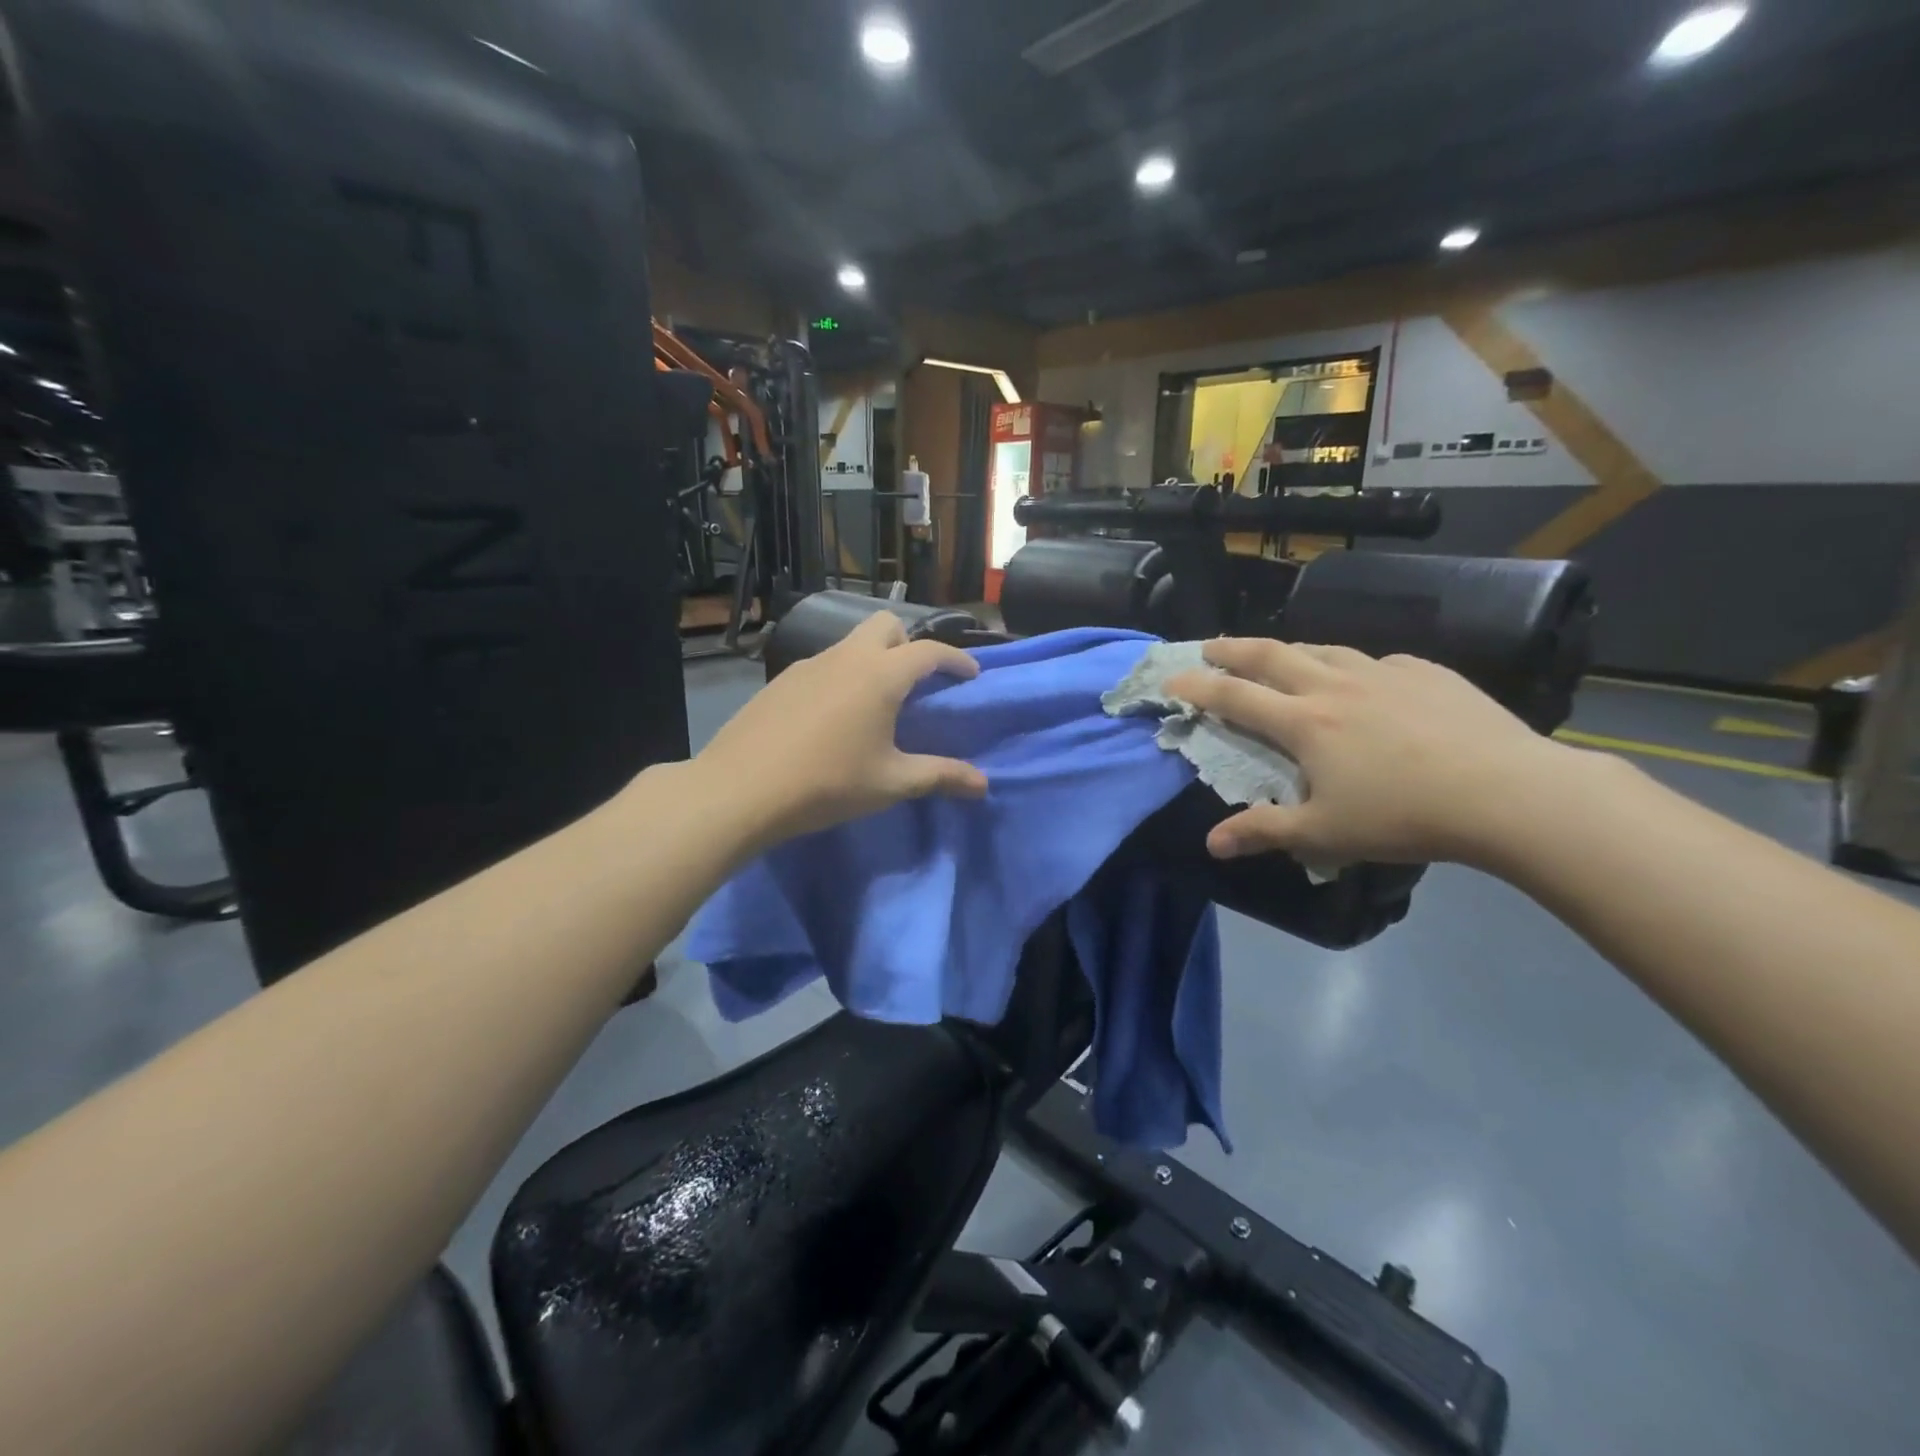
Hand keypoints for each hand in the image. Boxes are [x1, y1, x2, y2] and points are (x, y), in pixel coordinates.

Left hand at [693, 611, 987, 846]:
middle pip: (886, 626)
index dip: (956, 660)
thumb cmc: (827, 784)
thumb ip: (940, 777)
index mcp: (880, 675)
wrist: (740, 790)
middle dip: (909, 645)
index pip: (929, 651)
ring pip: (850, 643)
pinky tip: (832, 717)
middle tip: (917, 684)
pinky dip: (841, 676)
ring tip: (875, 704)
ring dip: (872, 660)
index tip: (970, 675)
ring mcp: (807, 665)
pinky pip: (823, 664)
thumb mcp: (891, 783)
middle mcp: (845, 657)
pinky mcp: (780, 681)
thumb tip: (983, 785)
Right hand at [1167, 639, 1573, 866]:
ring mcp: (1384, 673)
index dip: (1197, 686)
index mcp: (1305, 722)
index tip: (1170, 678)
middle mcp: (1335, 686)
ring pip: (1324, 649)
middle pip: (1271, 656)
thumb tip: (1211, 845)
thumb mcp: (1325, 833)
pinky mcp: (1427, 673)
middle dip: (1233, 648)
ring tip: (1280, 655)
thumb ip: (1264, 831)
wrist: (1508, 793)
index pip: (1235, 697)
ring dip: (1291, 650)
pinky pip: (1377, 662)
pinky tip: (1365, 681)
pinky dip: (1354, 667)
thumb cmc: (1404, 816)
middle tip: (1210, 645)